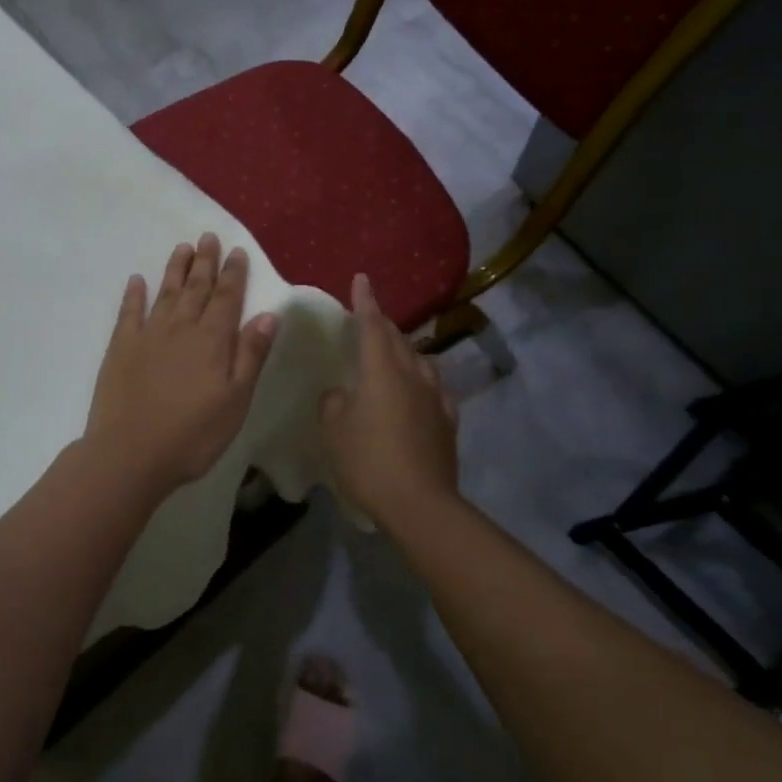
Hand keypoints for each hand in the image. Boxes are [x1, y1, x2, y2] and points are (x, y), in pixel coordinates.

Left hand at [85, 234, 279, 494]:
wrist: (130, 453)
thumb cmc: (193, 434)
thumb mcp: (236, 400)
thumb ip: (251, 355)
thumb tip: (269, 315)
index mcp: (212, 340)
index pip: (227, 298)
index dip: (234, 274)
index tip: (237, 251)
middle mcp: (181, 327)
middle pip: (196, 288)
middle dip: (205, 262)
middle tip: (208, 237)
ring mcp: (147, 335)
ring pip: (165, 293)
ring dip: (175, 269)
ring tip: (183, 248)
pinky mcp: (120, 348)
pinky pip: (128, 312)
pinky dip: (134, 294)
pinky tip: (137, 280)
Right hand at [320, 274, 460, 531]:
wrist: (419, 503)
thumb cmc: (368, 460)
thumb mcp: (334, 430)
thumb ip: (334, 403)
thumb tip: (341, 393)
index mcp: (380, 370)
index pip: (372, 325)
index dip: (365, 301)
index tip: (362, 278)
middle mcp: (411, 374)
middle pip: (397, 339)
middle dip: (383, 325)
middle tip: (369, 319)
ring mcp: (434, 396)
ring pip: (419, 360)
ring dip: (404, 351)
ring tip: (393, 354)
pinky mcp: (447, 420)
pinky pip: (434, 388)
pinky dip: (422, 381)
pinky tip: (419, 390)